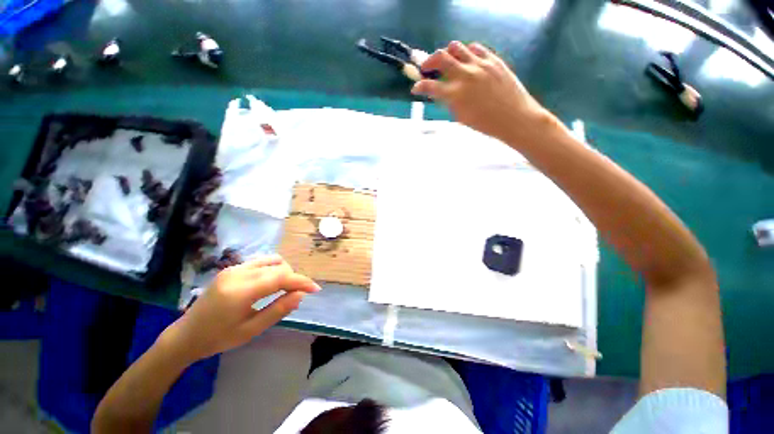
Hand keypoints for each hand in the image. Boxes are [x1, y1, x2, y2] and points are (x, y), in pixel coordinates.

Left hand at [161, 255, 319, 363]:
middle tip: (298, 294)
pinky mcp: (232, 268)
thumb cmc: (218, 338)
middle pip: (278, 267)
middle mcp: (238, 273)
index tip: (315, 289)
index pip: (281, 277)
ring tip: (286, 288)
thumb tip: (300, 295)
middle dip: (294, 278)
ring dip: (284, 272)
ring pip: (271, 261)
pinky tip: (271, 283)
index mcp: (241, 291)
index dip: (301, 281)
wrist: (185, 335)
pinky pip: (261, 263)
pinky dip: (273, 270)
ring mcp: (234, 268)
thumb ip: (278, 310)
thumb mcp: (251, 330)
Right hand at [412, 41, 551, 143]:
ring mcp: (480, 64)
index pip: (430, 86)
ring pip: (456, 47)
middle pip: (440, 57)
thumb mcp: (461, 117)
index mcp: (455, 95)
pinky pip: (475, 48)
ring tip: (448, 63)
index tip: (415, 88)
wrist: (514, 117)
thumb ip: (448, 102)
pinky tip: (467, 61)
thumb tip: (440, 92)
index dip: (419, 87)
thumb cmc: (485, 124)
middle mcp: (465, 75)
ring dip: (447, 54)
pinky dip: (466, 53)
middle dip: (428, 62)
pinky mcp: (493, 59)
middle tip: (427, 68)